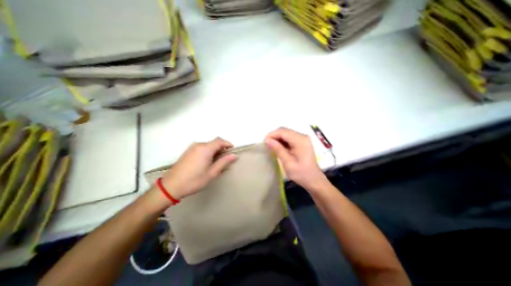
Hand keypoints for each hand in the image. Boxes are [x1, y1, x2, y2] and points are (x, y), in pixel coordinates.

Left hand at [160, 138, 237, 199]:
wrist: (171, 186)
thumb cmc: (194, 180)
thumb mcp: (212, 173)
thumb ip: (224, 162)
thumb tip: (234, 155)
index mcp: (205, 149)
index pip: (219, 141)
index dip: (228, 144)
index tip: (232, 151)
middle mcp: (198, 145)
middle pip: (214, 143)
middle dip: (222, 149)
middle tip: (225, 160)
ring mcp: (192, 148)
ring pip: (208, 145)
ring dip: (215, 151)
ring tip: (217, 162)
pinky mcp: (188, 152)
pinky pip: (202, 148)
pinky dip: (208, 152)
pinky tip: (207, 162)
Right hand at [266, 127, 328, 191]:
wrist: (314, 180)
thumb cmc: (301, 173)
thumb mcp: (288, 162)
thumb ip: (278, 149)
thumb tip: (268, 140)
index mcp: (300, 140)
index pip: (283, 132)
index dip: (272, 135)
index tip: (264, 142)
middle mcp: (302, 136)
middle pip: (285, 131)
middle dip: (274, 136)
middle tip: (266, 145)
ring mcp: (303, 139)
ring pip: (286, 134)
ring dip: (278, 139)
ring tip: (271, 147)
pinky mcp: (302, 143)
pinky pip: (289, 138)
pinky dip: (282, 142)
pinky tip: (278, 148)